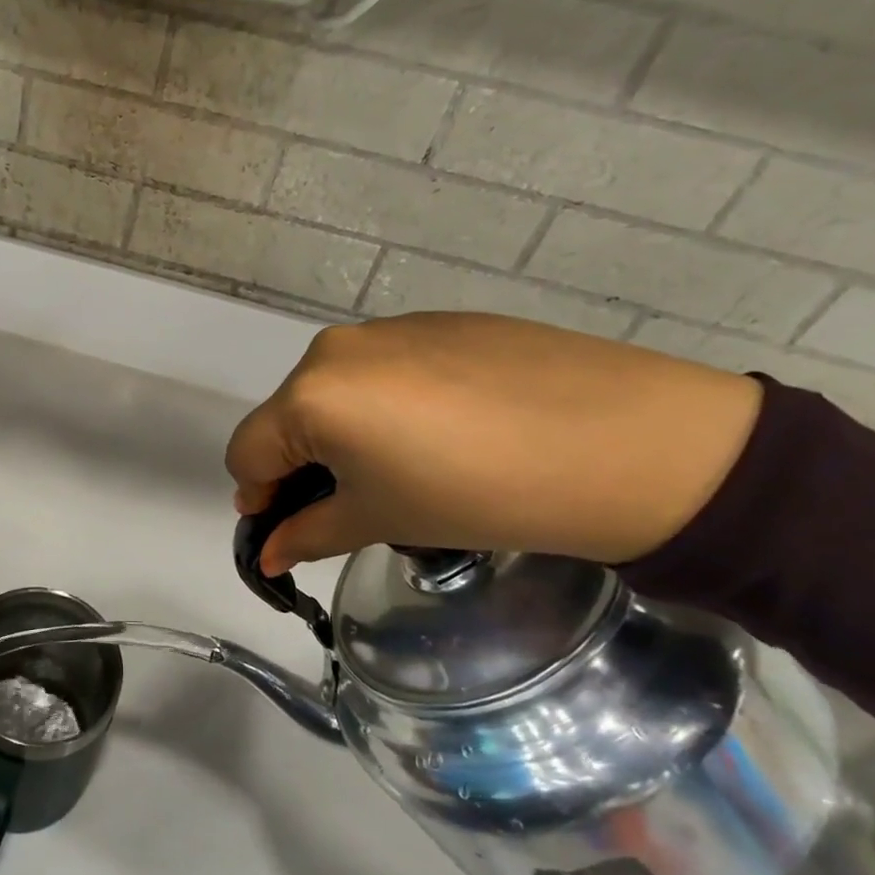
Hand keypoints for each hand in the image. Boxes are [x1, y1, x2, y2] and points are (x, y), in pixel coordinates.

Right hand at [226, 313, 762, 571]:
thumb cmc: (480, 493)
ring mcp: (389, 328)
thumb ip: (309, 534)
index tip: (289, 527)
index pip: (246, 451)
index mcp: (310, 395)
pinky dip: (391, 403)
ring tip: (412, 465)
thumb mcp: (383, 520)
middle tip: (356, 502)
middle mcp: (335, 348)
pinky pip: (386, 368)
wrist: (627, 443)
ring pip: (338, 388)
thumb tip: (270, 553)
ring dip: (347, 431)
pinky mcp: (438, 321)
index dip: (258, 497)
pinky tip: (451, 431)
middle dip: (303, 462)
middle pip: (289, 415)